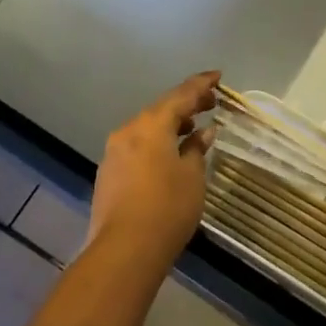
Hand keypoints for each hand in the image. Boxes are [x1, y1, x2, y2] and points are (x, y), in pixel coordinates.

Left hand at [87, 72, 219, 267]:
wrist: (124, 250)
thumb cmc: (167, 208)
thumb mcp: (192, 177)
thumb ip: (196, 149)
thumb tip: (202, 133)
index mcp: (151, 125)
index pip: (180, 95)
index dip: (201, 84)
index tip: (218, 76)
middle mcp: (128, 131)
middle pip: (160, 110)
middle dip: (186, 105)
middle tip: (210, 103)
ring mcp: (114, 152)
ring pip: (146, 129)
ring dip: (169, 126)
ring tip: (192, 130)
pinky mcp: (108, 173)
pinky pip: (136, 147)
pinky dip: (155, 144)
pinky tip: (169, 155)